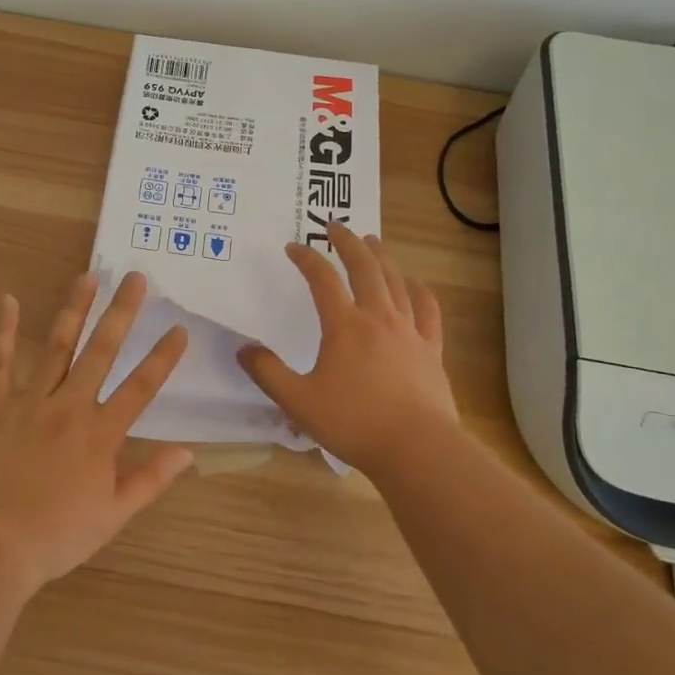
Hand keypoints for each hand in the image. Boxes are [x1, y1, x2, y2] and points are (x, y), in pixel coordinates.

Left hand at [0, 271, 193, 590]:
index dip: (163, 357)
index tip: (180, 328)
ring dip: (74, 309)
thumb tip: (188, 452)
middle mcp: (69, 407)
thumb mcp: (113, 516)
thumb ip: (151, 480)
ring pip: (56, 346)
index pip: (140, 387)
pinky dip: (2, 331)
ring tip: (88, 276)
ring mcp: (30, 402)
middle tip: (136, 277)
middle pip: (101, 351)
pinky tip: (7, 300)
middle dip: (121, 312)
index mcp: (100, 434)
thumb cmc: (57, 536)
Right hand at [237, 223, 460, 477]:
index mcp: (344, 325)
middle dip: (348, 242)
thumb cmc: (354, 423)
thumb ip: (268, 374)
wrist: (417, 448)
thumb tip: (244, 349)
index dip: (306, 259)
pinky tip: (417, 285)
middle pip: (364, 267)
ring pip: (395, 282)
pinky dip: (421, 292)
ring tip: (373, 241)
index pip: (322, 279)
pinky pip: (427, 311)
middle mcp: (378, 318)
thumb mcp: (299, 401)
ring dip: (382, 257)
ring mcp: (408, 331)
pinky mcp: (430, 350)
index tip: (293, 247)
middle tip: (336, 226)